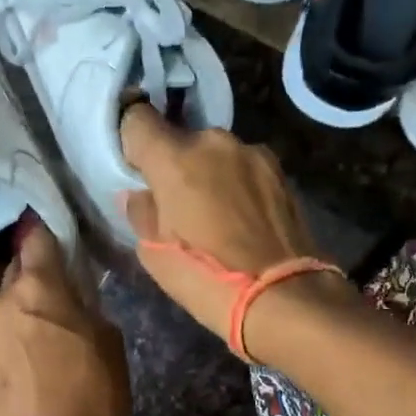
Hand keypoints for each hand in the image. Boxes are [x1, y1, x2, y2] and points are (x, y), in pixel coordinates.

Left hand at [0, 221, 129, 415]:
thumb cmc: (98, 397)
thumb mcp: (109, 339)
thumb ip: (83, 305)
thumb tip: (67, 294)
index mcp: (39, 288)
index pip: (35, 241)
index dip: (41, 237)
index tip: (46, 241)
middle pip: (1, 268)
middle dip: (18, 274)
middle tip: (36, 295)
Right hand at [118, 104, 353, 354]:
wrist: (282, 295)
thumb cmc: (206, 277)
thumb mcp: (155, 253)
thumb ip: (142, 211)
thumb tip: (141, 194)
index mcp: (174, 158)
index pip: (138, 120)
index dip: (132, 140)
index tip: (135, 167)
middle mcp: (213, 142)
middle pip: (182, 139)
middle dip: (176, 164)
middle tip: (178, 203)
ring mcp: (252, 153)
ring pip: (217, 154)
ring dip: (211, 173)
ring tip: (217, 215)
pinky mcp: (280, 170)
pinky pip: (245, 167)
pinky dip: (238, 184)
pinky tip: (244, 218)